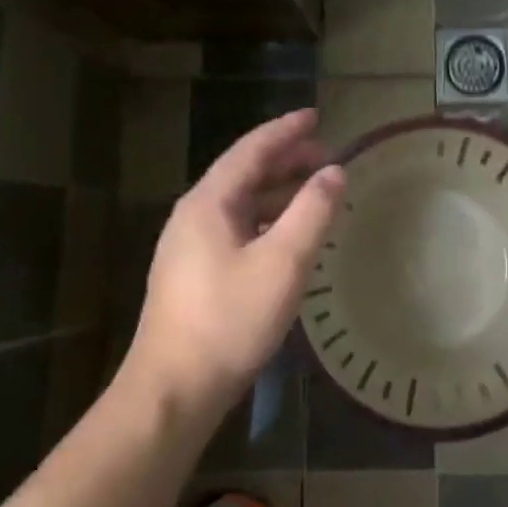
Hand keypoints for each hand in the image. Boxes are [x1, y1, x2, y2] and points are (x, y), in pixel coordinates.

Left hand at [127, 109, 343, 416]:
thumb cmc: (229, 320)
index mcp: (209, 203)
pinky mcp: (193, 274)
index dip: (286, 130)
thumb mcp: (282, 263)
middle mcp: (194, 216)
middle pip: (244, 173)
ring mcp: (189, 247)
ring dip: (277, 190)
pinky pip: (237, 228)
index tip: (316, 115)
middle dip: (285, 159)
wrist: (172, 391)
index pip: (251, 149)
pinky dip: (267, 219)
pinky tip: (287, 235)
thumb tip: (335, 172)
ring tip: (314, 189)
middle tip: (325, 154)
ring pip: (241, 203)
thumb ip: (312, 212)